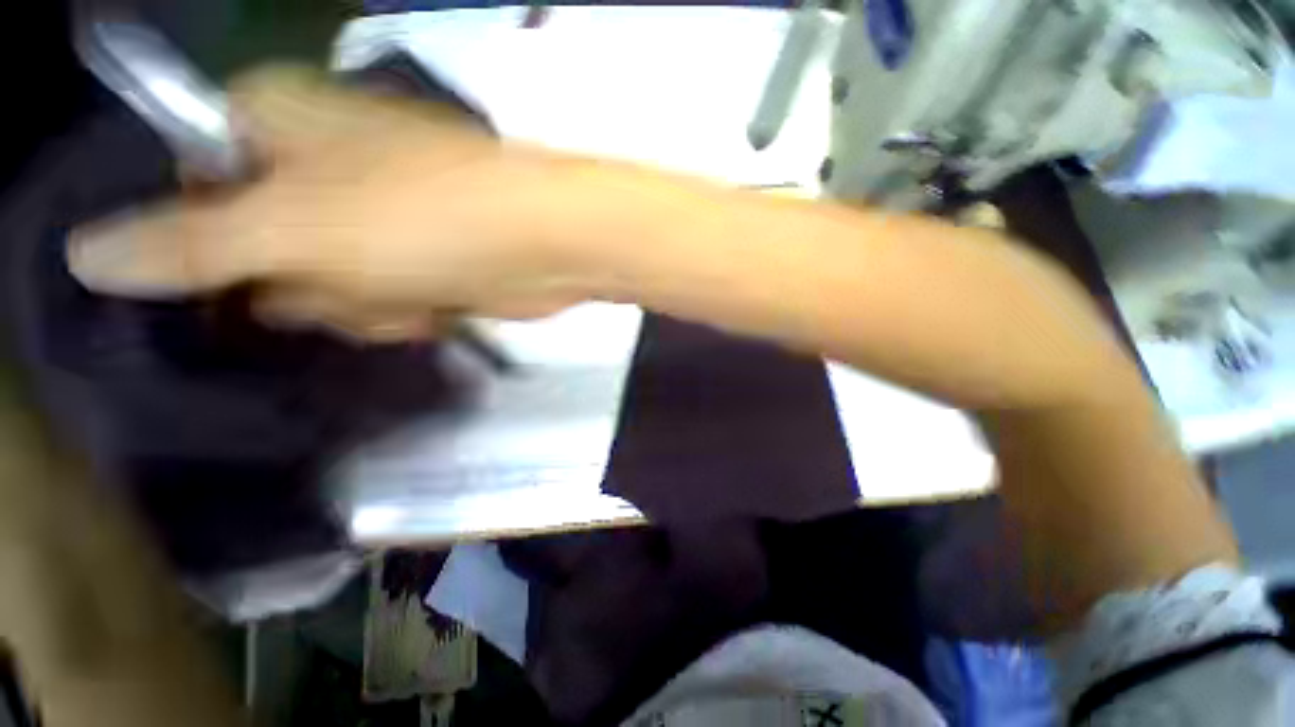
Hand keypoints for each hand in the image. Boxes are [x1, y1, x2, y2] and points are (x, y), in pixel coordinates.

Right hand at [69, 65, 593, 340]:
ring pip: (266, 277)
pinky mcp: (357, 243)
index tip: (185, 271)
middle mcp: (288, 146)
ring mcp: (323, 198)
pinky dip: (354, 309)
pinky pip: (317, 295)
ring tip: (374, 282)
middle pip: (214, 230)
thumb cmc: (412, 215)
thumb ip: (176, 242)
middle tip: (305, 276)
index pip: (172, 164)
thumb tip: (82, 250)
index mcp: (265, 114)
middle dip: (255, 276)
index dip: (166, 225)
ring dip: (317, 299)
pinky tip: (402, 297)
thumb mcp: (277, 228)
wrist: (541, 248)